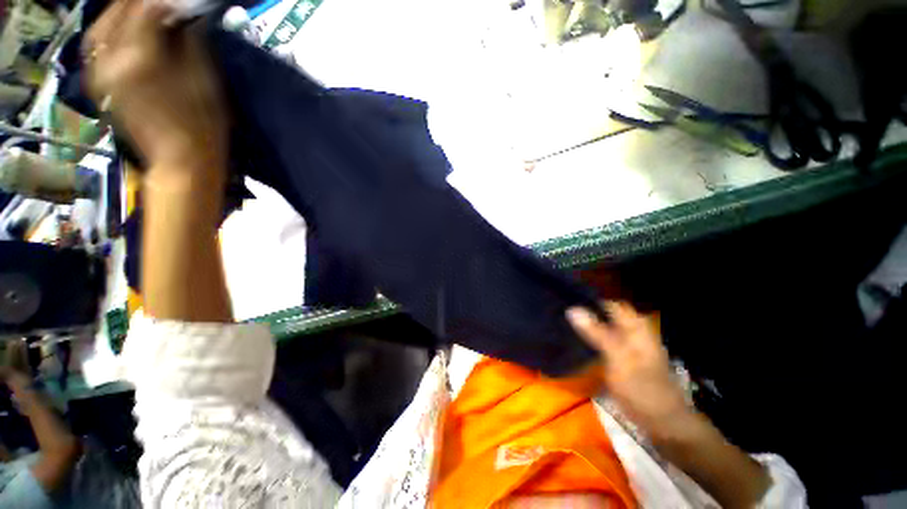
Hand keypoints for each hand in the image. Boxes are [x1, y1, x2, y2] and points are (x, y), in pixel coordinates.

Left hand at [84, 0, 226, 174]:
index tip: (182, 2)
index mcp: (141, 57)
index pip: (147, 7)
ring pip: (101, 27)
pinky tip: (122, 29)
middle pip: (118, 11)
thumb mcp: (204, 80)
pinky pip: (96, 45)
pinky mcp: (98, 83)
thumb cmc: (202, 125)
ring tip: (139, 10)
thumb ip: (188, 41)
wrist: (180, 160)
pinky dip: (109, 30)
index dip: (165, 0)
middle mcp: (112, 59)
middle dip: (139, 3)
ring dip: (119, 12)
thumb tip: (183, 15)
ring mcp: (100, 72)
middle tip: (160, 3)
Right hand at [567, 302, 691, 438]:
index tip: (566, 300)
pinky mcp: (623, 360)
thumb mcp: (618, 358)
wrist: (663, 423)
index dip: (590, 300)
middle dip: (587, 312)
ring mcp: (628, 347)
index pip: (610, 304)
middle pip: (607, 315)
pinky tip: (577, 342)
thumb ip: (596, 333)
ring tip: (565, 324)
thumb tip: (572, 309)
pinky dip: (591, 339)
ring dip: (588, 326)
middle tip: (563, 313)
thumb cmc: (642, 388)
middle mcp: (633, 333)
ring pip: (604, 328)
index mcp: (636, 328)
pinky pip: (604, 342)